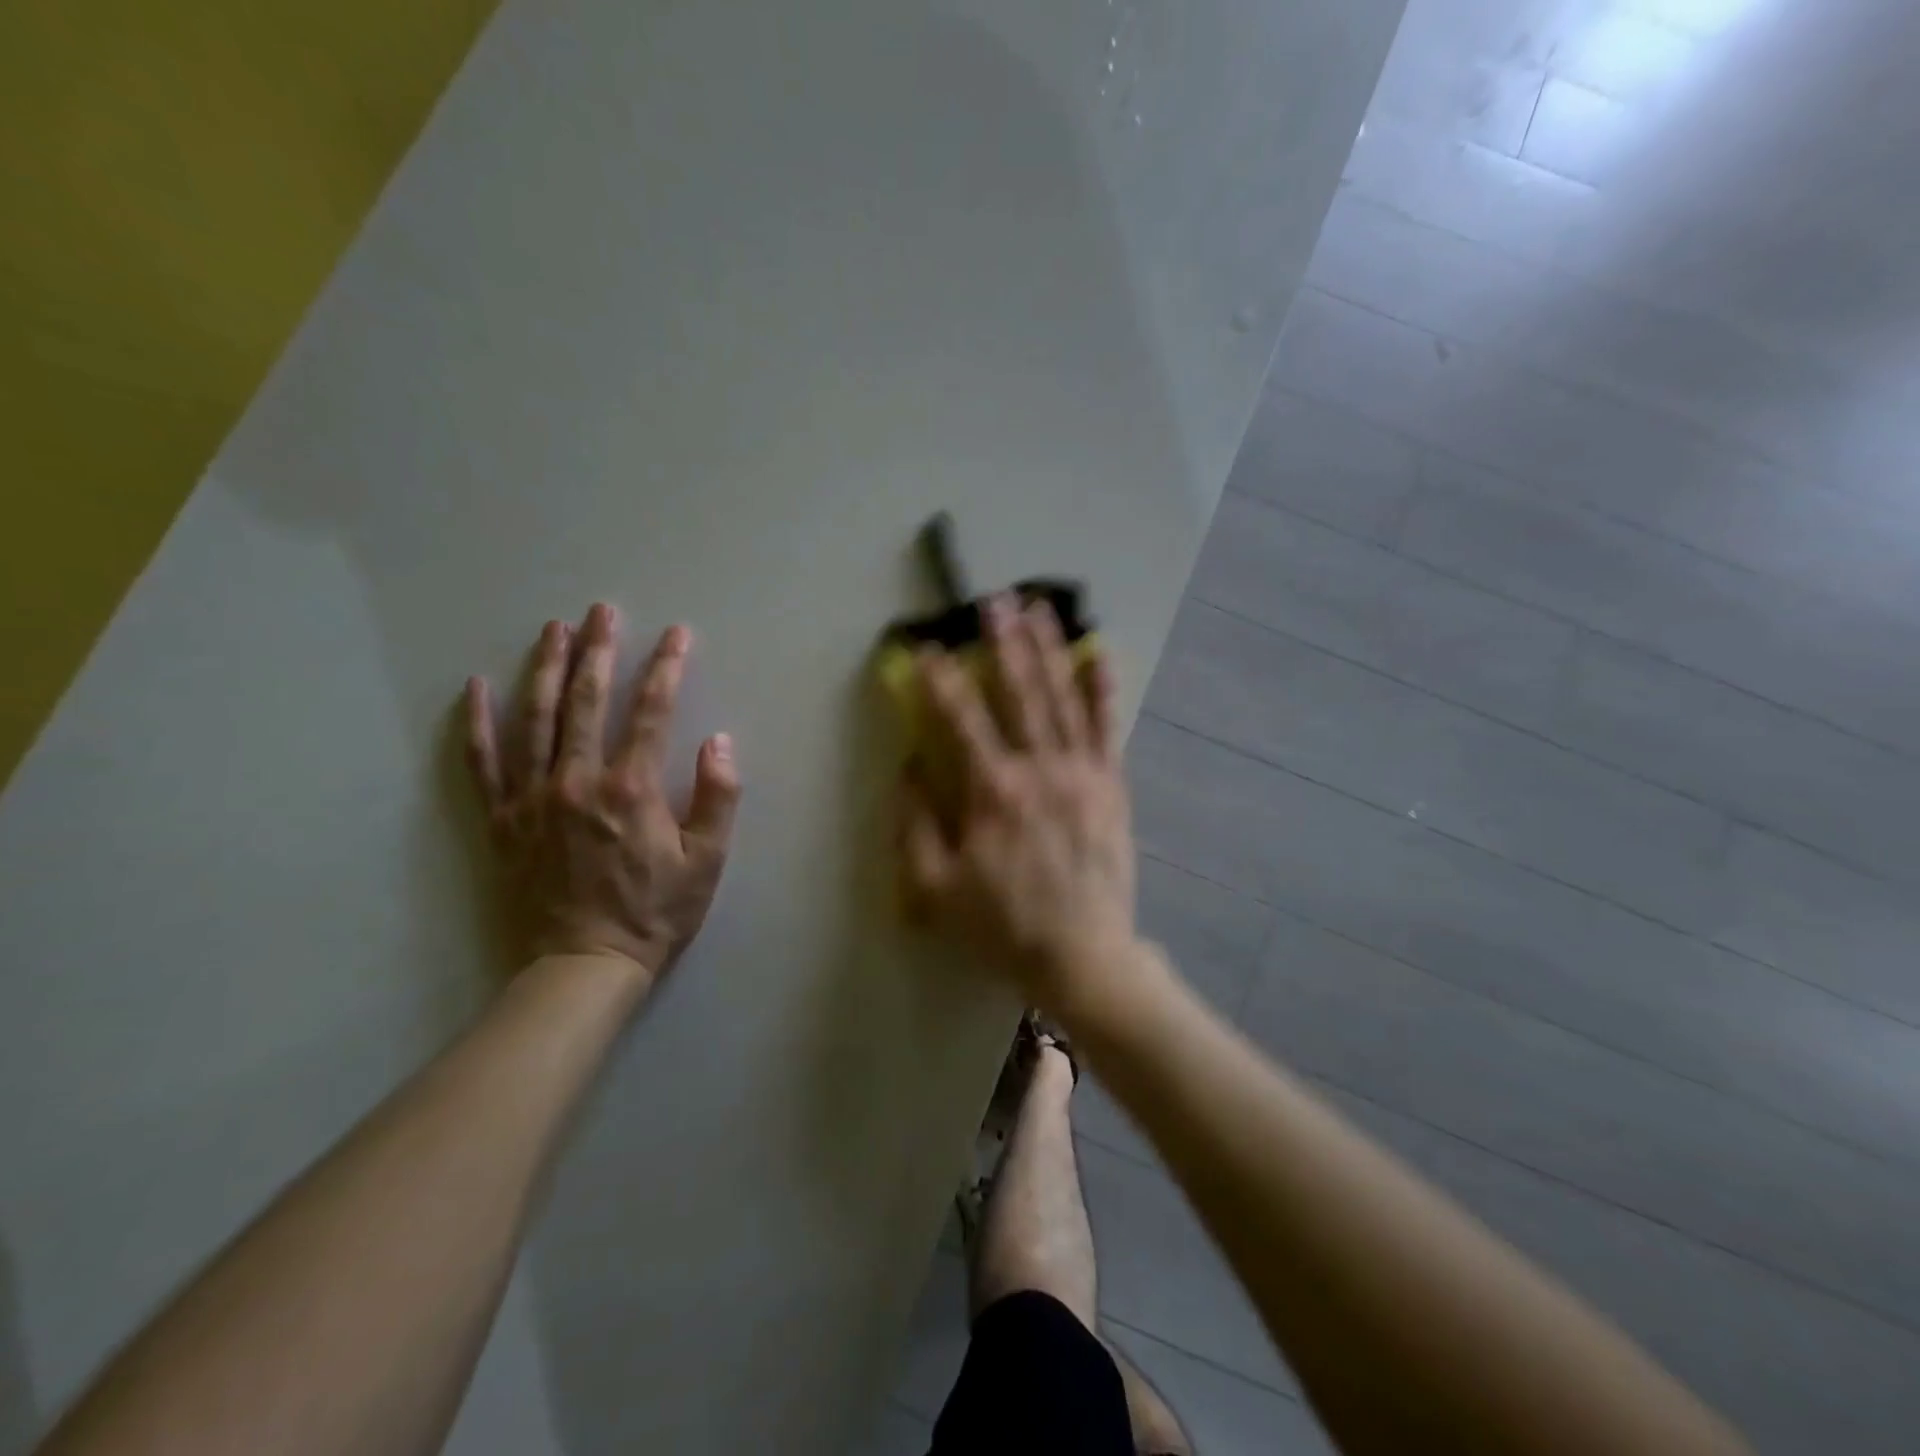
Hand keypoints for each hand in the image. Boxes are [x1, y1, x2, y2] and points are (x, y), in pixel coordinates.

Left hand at [464, 603, 740, 991]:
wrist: (584, 965)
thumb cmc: (655, 912)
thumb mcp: (707, 860)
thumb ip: (718, 797)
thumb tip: (719, 741)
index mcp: (630, 788)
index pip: (651, 712)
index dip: (666, 668)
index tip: (677, 635)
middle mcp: (577, 781)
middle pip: (586, 701)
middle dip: (598, 650)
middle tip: (603, 611)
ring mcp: (533, 798)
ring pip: (535, 719)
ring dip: (545, 668)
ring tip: (553, 629)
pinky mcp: (503, 820)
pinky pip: (484, 763)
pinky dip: (479, 723)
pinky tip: (476, 688)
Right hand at [898, 597, 1137, 1013]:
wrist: (1083, 955)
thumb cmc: (1002, 925)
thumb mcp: (935, 889)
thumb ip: (914, 824)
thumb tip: (908, 768)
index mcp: (992, 792)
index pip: (959, 719)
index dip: (939, 679)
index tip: (925, 645)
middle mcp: (1039, 769)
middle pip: (1018, 692)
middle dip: (1002, 642)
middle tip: (992, 599)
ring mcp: (1081, 773)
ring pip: (1062, 698)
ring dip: (1048, 649)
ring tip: (1039, 607)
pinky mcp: (1111, 785)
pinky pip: (1106, 727)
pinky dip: (1102, 688)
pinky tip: (1098, 653)